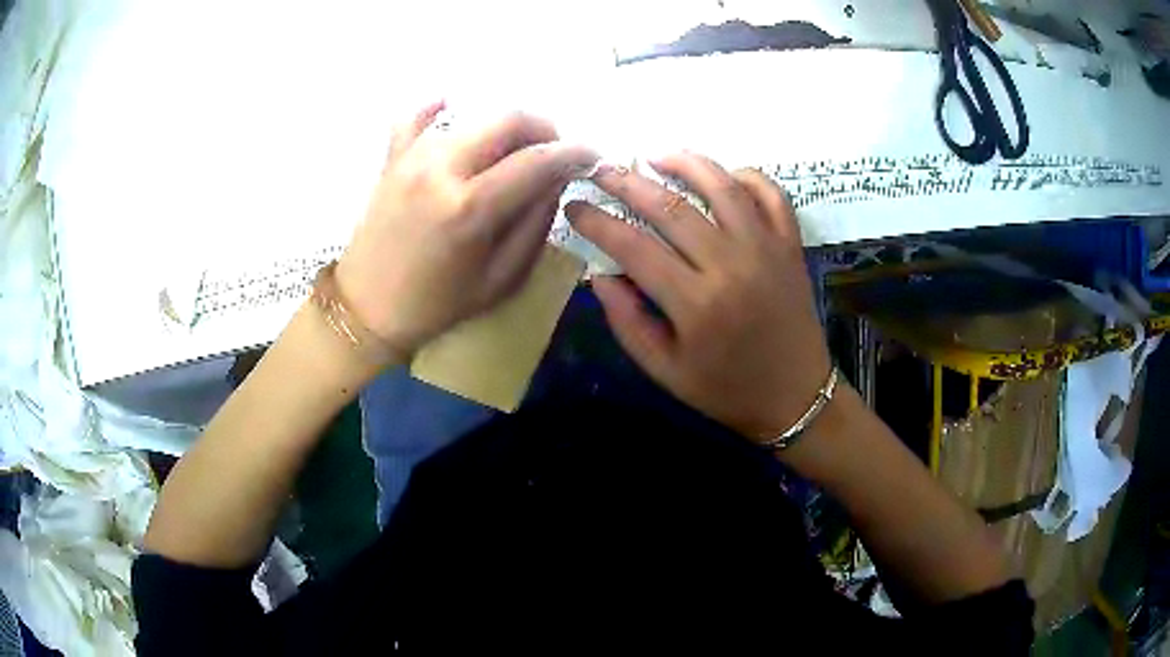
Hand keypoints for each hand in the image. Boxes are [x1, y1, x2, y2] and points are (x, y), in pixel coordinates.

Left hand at [336, 103, 598, 358]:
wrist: (366, 309)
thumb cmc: (436, 304)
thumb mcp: (501, 279)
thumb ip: (534, 225)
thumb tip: (555, 181)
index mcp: (470, 208)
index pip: (537, 161)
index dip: (573, 153)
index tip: (590, 156)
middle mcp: (441, 169)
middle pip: (507, 120)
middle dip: (543, 128)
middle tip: (553, 150)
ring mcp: (412, 158)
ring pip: (472, 115)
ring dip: (503, 125)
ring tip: (513, 148)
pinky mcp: (392, 159)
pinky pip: (416, 117)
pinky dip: (438, 108)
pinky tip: (452, 110)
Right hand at [566, 154, 830, 441]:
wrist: (796, 396)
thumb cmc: (726, 389)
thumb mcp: (665, 371)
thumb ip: (627, 322)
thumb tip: (600, 274)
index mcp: (695, 304)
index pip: (633, 246)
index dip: (597, 221)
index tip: (574, 206)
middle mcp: (731, 265)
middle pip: (671, 207)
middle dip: (628, 182)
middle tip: (601, 170)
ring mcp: (766, 248)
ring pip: (722, 186)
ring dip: (685, 163)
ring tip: (655, 155)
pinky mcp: (790, 244)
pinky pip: (771, 193)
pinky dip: (747, 175)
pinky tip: (723, 175)